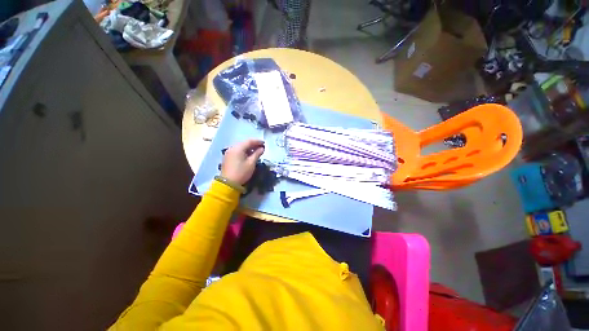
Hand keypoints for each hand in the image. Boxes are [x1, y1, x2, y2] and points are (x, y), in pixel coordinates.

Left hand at [221, 139, 264, 184]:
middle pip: (244, 143)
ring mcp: (229, 152)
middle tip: (261, 147)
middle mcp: (232, 148)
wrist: (228, 183)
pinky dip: (244, 151)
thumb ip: (257, 154)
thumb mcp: (251, 163)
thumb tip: (262, 148)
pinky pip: (237, 151)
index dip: (258, 141)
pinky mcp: (228, 157)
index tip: (264, 143)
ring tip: (256, 151)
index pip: (249, 141)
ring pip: (240, 147)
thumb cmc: (241, 172)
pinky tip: (249, 155)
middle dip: (253, 144)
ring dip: (249, 148)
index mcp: (238, 148)